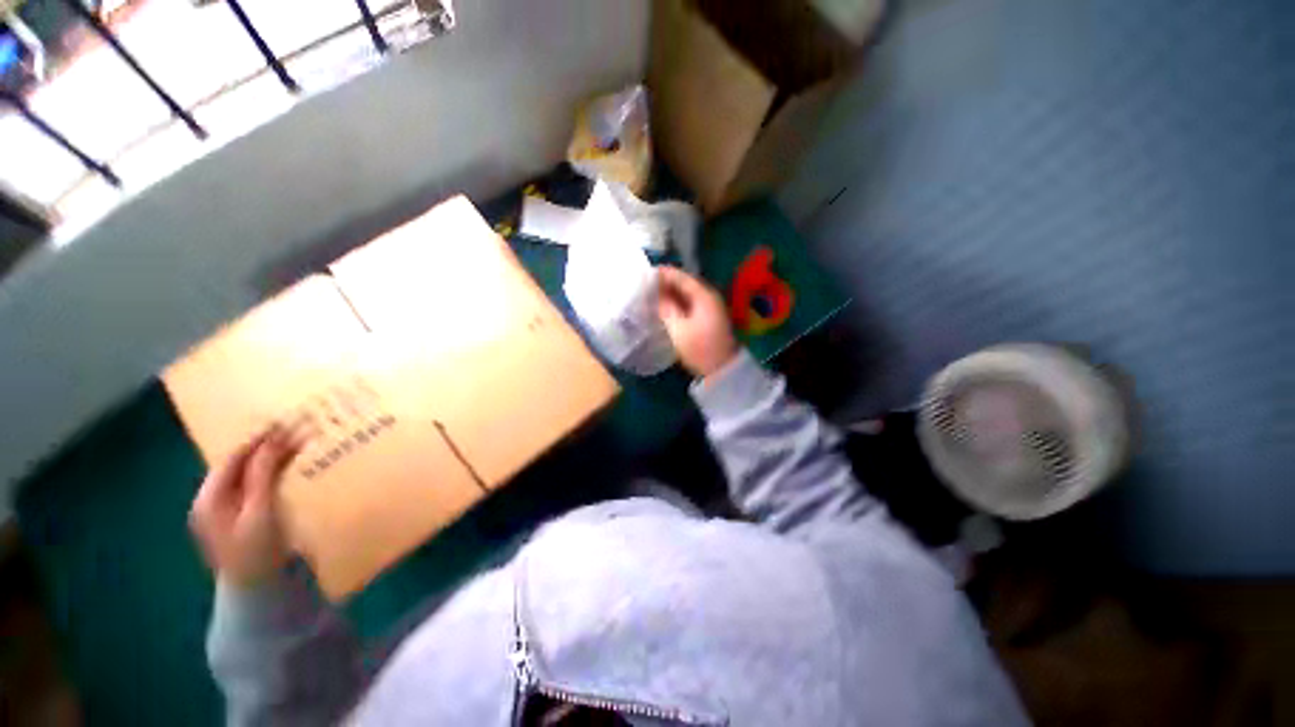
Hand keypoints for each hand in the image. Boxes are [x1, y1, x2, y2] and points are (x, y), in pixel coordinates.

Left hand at [189, 425, 304, 586]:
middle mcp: (212, 501)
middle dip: (267, 448)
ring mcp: (225, 512)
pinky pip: (254, 488)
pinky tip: (288, 472)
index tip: (287, 423)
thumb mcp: (259, 511)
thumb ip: (263, 474)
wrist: (256, 592)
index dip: (259, 438)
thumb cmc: (256, 551)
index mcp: (209, 497)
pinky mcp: (240, 520)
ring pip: (247, 476)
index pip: (234, 457)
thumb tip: (274, 438)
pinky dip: (271, 476)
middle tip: (297, 433)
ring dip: (271, 461)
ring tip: (297, 447)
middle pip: (239, 465)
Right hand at [657, 266, 738, 378]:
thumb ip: (666, 309)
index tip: (645, 273)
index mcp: (703, 295)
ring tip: (652, 295)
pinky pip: (690, 303)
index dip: (663, 273)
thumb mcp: (678, 329)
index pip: (681, 276)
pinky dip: (678, 303)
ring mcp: (711, 307)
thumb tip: (657, 295)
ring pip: (687, 294)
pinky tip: (666, 307)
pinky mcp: (709, 318)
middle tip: (646, 284)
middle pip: (685, 283)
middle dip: (666, 282)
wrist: (722, 369)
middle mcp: (709, 297)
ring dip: (671, 293)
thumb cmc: (700, 348)